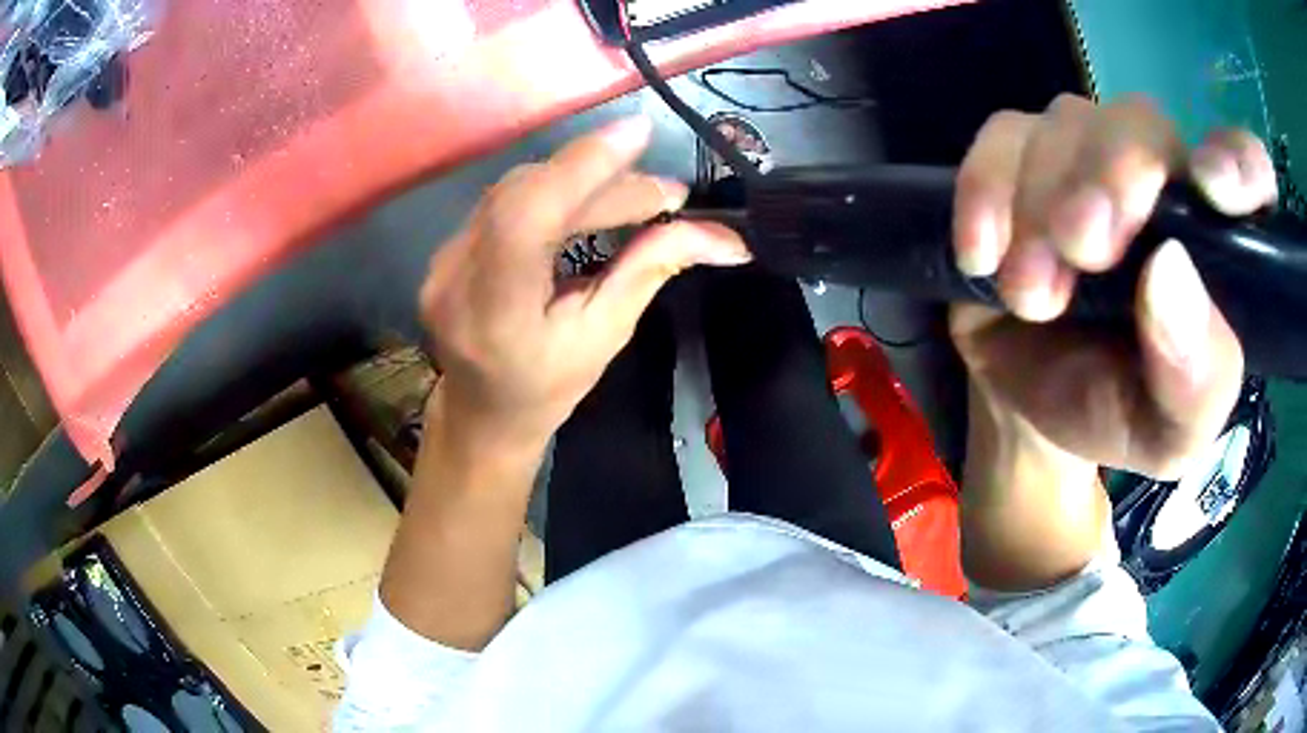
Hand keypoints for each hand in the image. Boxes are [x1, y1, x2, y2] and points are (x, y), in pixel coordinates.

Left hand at [418, 117, 749, 447]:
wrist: (483, 412)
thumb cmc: (548, 387)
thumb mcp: (607, 335)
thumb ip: (651, 270)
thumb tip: (724, 237)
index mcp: (495, 315)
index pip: (526, 218)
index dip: (579, 167)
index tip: (637, 133)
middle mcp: (455, 277)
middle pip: (528, 195)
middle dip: (602, 181)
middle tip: (667, 193)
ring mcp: (443, 259)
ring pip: (516, 189)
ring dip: (580, 181)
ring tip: (636, 195)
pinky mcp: (446, 247)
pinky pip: (505, 200)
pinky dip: (553, 191)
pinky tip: (589, 199)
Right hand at [950, 95, 1276, 478]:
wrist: (1031, 406)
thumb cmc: (1116, 412)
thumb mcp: (1170, 434)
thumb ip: (1194, 380)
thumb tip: (1169, 275)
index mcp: (1215, 242)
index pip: (1247, 168)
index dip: (1237, 161)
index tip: (1211, 185)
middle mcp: (1158, 179)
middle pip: (1141, 123)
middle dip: (1112, 177)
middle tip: (1083, 251)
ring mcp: (1083, 157)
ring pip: (1066, 122)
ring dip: (1041, 202)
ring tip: (1031, 296)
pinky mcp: (1018, 160)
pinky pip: (999, 137)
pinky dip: (985, 187)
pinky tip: (980, 254)